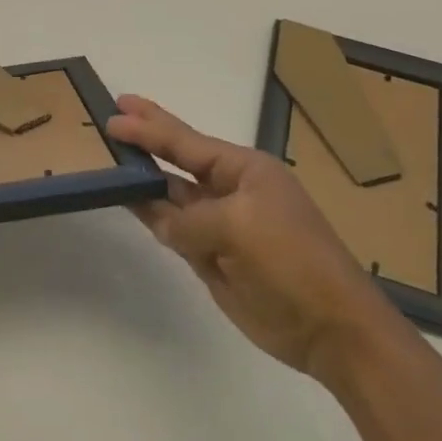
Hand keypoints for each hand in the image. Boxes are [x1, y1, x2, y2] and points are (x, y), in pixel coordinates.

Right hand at [107, 95, 396, 380]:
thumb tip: (160, 220)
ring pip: (172, 195)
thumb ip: (189, 220)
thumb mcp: (238, 228)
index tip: (117, 110)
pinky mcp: (213, 257)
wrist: (331, 330)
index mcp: (246, 170)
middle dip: (148, 139)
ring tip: (111, 158)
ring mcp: (221, 225)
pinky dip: (152, 216)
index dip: (150, 127)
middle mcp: (231, 191)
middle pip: (179, 160)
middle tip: (114, 114)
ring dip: (144, 178)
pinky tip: (129, 201)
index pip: (187, 142)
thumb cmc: (291, 261)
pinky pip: (174, 229)